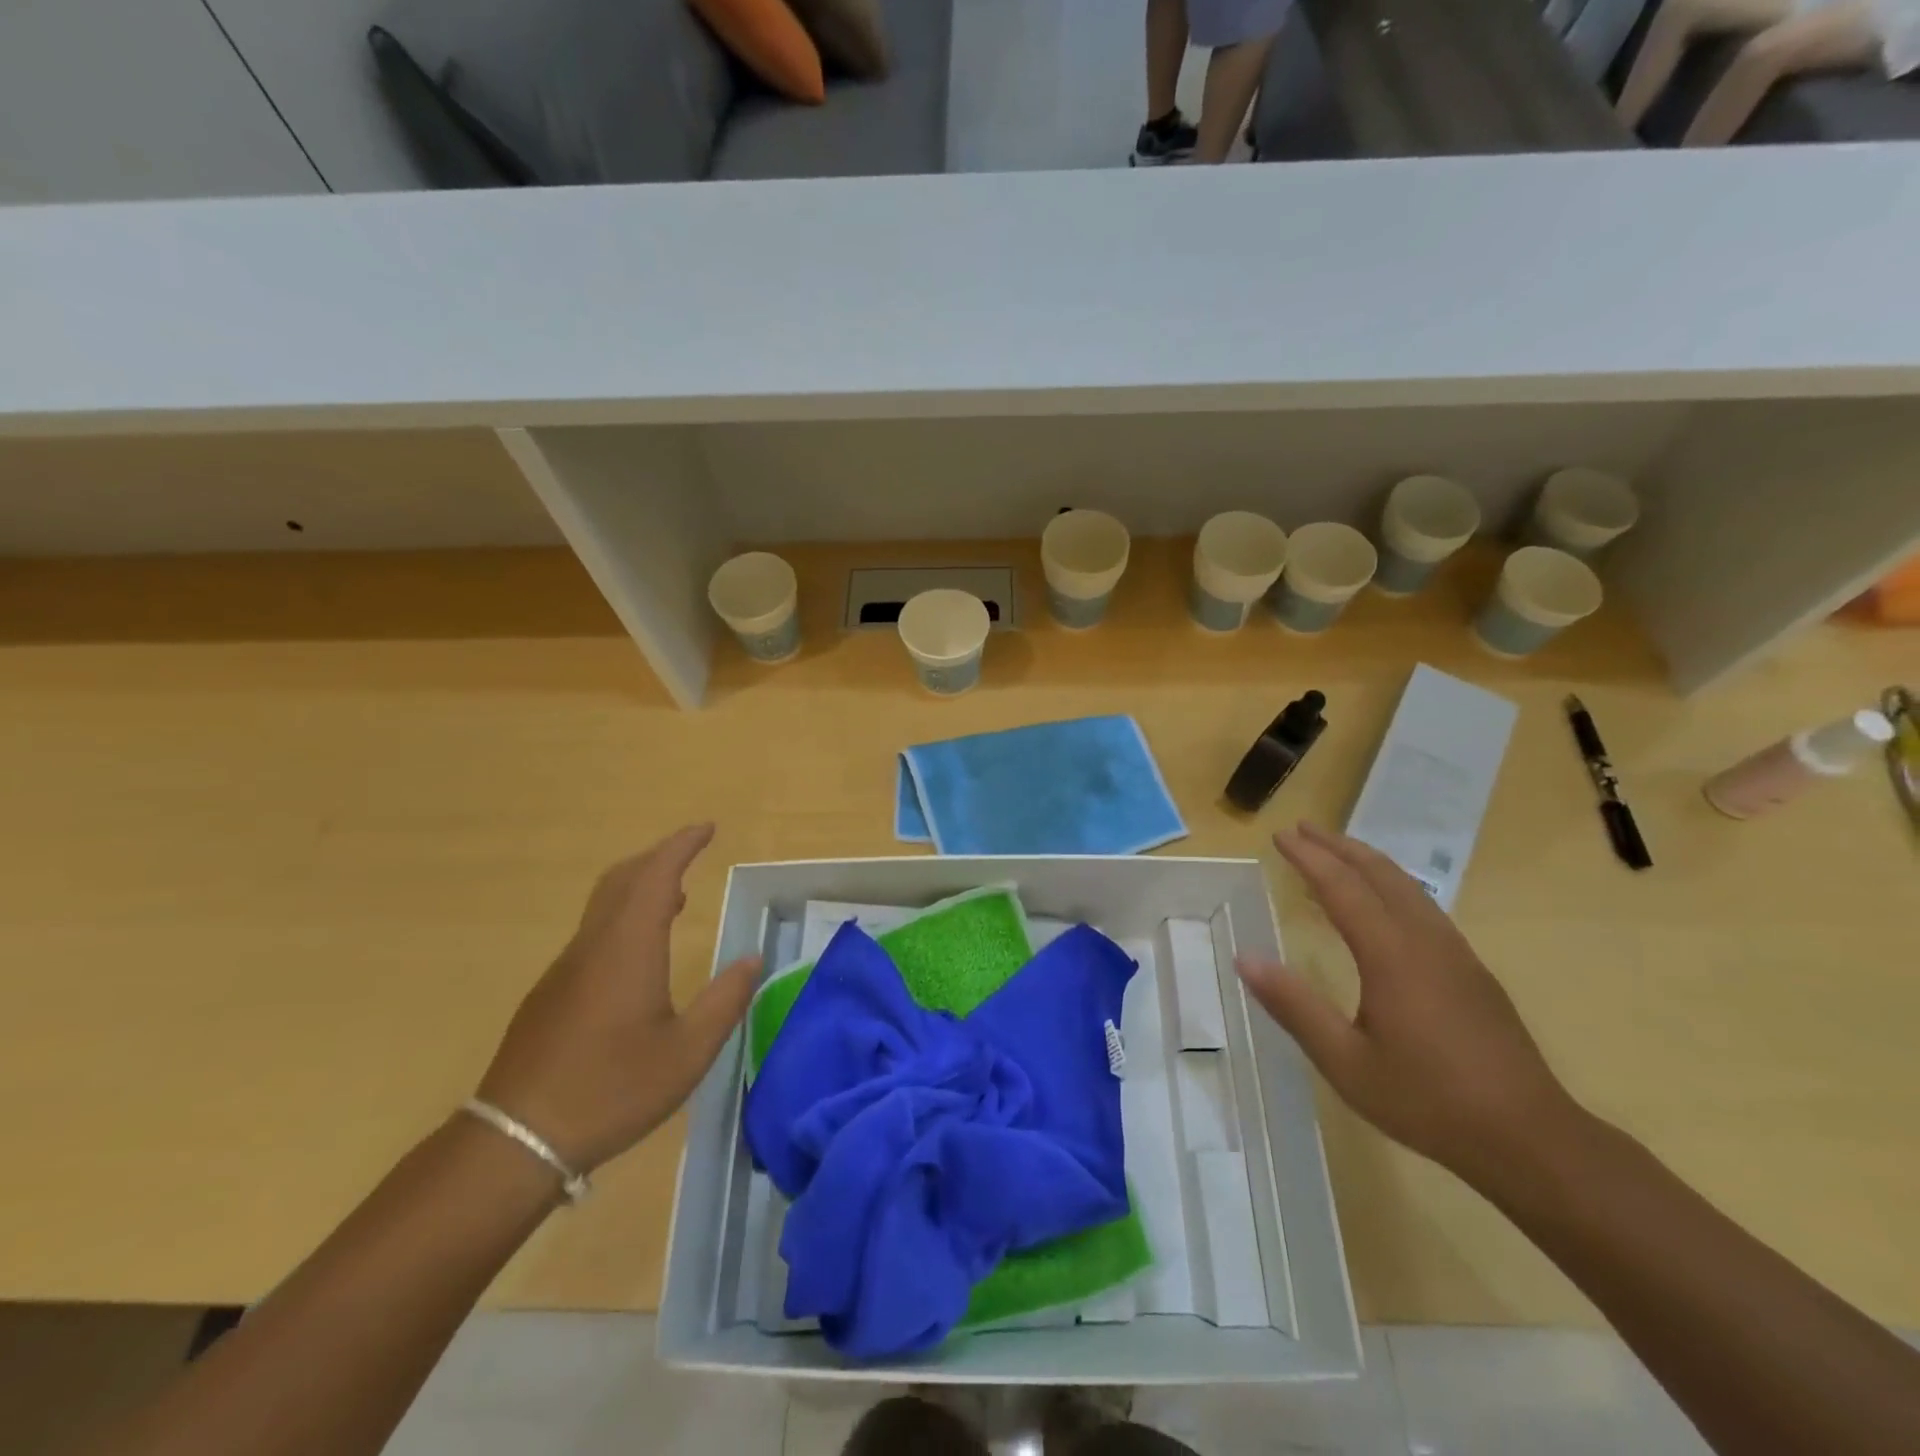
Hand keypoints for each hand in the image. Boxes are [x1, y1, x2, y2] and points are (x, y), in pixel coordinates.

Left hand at [478, 824, 759, 1173]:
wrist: (515, 1141)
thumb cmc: (611, 1091)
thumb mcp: (688, 1053)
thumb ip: (725, 1001)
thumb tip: (751, 960)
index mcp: (629, 948)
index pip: (656, 875)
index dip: (682, 846)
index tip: (707, 828)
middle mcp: (593, 946)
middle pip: (622, 879)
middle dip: (659, 857)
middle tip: (692, 853)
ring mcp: (565, 969)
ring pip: (604, 905)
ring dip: (640, 887)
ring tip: (676, 897)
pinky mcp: (550, 993)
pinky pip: (593, 932)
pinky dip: (623, 916)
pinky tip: (640, 952)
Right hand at [1235, 822, 1578, 1186]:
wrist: (1530, 1139)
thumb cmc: (1428, 1100)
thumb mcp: (1345, 1062)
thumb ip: (1293, 1006)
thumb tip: (1245, 958)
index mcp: (1391, 955)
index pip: (1342, 887)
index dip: (1308, 858)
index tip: (1279, 836)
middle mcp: (1425, 941)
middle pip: (1379, 874)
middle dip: (1338, 846)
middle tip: (1303, 828)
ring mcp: (1456, 954)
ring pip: (1408, 887)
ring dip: (1368, 861)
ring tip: (1338, 851)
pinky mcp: (1472, 971)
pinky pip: (1424, 907)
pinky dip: (1393, 885)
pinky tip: (1386, 901)